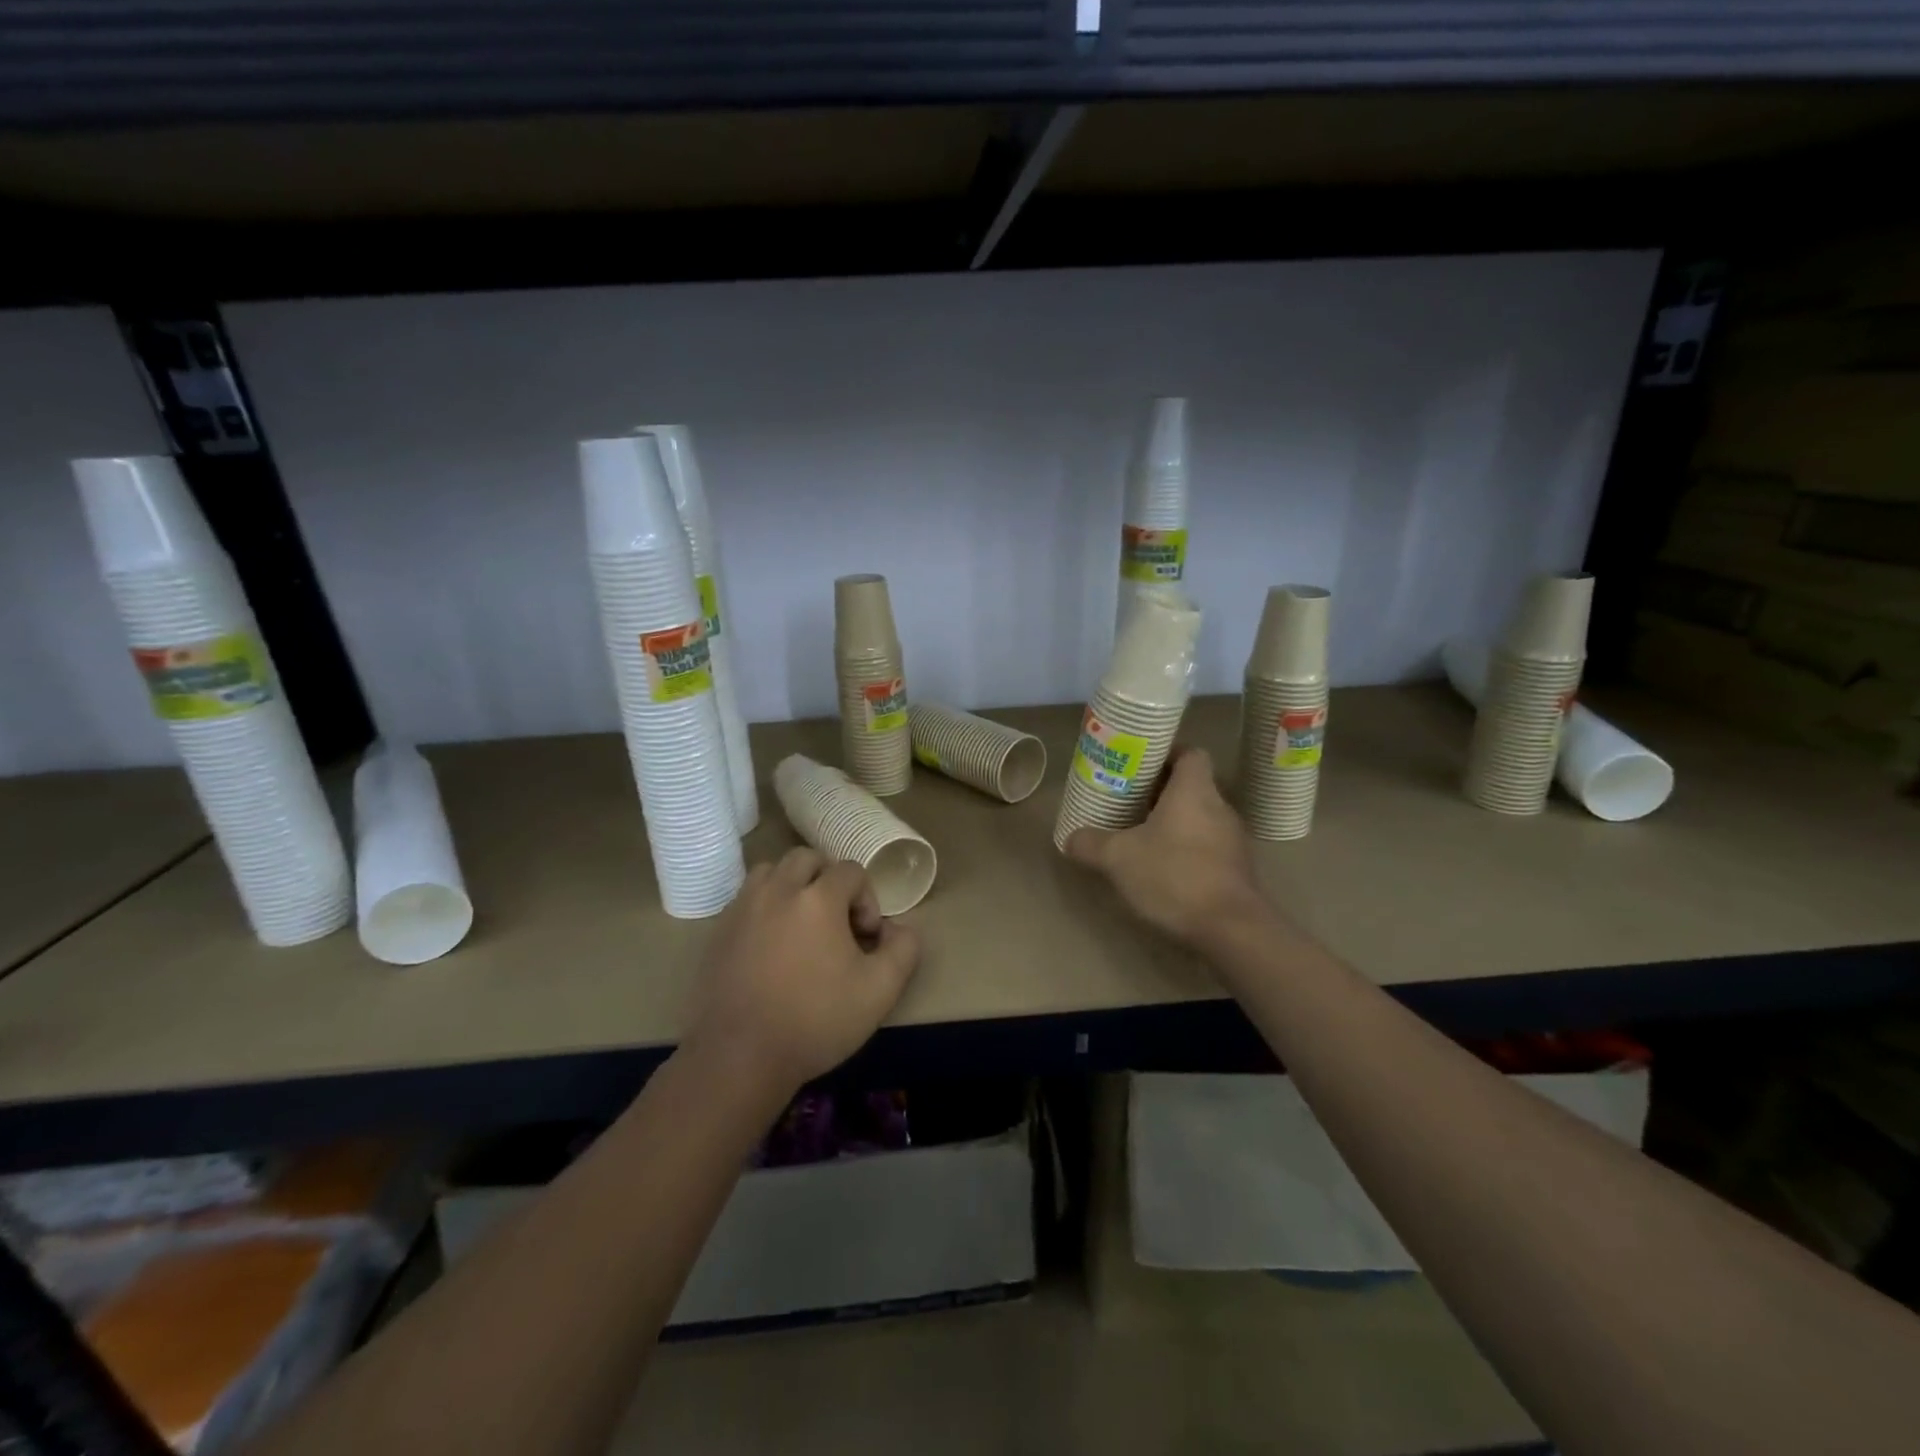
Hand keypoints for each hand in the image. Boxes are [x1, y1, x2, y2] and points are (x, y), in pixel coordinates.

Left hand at [683, 847, 920, 1098]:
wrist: (740, 1057)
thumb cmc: (816, 1021)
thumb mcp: (880, 991)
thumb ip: (903, 950)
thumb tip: (900, 929)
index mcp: (818, 898)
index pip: (851, 871)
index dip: (867, 900)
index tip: (865, 938)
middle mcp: (778, 890)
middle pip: (808, 858)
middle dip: (829, 880)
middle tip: (836, 920)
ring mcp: (743, 908)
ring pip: (772, 871)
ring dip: (793, 885)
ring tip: (802, 923)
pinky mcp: (719, 930)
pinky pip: (747, 898)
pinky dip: (765, 906)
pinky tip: (772, 945)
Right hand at [1065, 748, 1267, 949]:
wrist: (1231, 930)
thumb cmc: (1174, 876)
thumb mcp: (1118, 858)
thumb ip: (1091, 844)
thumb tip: (1070, 838)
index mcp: (1194, 791)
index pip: (1190, 753)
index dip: (1167, 753)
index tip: (1139, 764)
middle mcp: (1219, 807)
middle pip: (1191, 785)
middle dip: (1160, 791)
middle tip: (1127, 799)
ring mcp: (1232, 840)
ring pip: (1199, 817)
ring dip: (1172, 822)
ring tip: (1140, 834)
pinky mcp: (1236, 869)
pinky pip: (1207, 845)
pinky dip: (1185, 849)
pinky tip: (1162, 868)